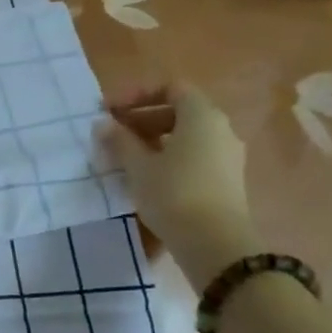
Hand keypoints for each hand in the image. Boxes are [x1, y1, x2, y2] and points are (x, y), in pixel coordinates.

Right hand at [100, 83, 257, 287]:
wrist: (215, 245)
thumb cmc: (174, 194)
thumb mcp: (138, 166)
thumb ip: (120, 140)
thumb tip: (104, 123)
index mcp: (202, 116)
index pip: (170, 88)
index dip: (137, 94)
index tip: (110, 110)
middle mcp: (221, 129)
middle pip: (178, 110)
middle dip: (142, 117)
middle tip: (112, 133)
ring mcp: (227, 155)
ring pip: (186, 135)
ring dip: (153, 139)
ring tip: (124, 156)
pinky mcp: (226, 179)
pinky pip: (194, 154)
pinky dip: (169, 155)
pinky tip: (147, 175)